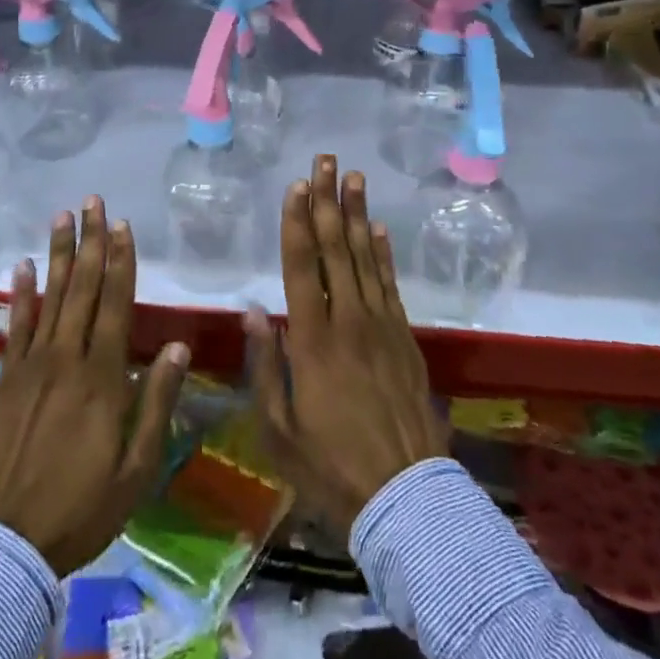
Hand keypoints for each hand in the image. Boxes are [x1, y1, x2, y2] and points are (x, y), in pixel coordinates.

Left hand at [0, 197, 189, 575]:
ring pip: (49, 297)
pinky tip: (20, 265)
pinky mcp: (6, 379)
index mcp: (103, 378)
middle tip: (93, 202)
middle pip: (82, 288)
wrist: (5, 544)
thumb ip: (156, 403)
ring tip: (62, 217)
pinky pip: (14, 326)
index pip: (115, 304)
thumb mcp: (136, 470)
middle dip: (90, 242)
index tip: (123, 226)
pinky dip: (19, 294)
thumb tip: (177, 348)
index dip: (121, 262)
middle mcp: (66, 359)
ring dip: (57, 254)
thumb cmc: (80, 510)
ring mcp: (32, 366)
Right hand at [246, 156, 447, 537]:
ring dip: (358, 215)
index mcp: (312, 342)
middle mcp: (348, 322)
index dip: (297, 222)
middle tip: (326, 160)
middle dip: (327, 201)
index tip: (297, 184)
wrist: (405, 498)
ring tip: (354, 178)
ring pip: (366, 258)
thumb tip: (254, 312)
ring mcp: (382, 327)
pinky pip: (392, 285)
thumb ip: (265, 366)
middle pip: (336, 249)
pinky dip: (384, 254)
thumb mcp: (277, 429)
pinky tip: (378, 230)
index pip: (302, 267)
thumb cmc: (329, 466)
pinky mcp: (405, 339)